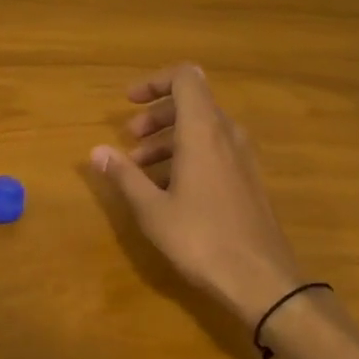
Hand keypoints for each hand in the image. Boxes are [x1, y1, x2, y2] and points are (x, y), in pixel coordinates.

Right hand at [92, 64, 304, 324]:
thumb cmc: (201, 239)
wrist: (262, 281)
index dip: (155, 82)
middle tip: (129, 140)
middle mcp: (226, 135)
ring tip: (140, 168)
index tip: (129, 101)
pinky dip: (187, 155)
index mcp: (203, 131)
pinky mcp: (247, 179)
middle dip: (156, 115)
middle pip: (191, 103)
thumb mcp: (152, 209)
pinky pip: (214, 150)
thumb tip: (96, 151)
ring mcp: (242, 157)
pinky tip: (168, 188)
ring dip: (168, 138)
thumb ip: (124, 175)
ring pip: (202, 129)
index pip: (185, 78)